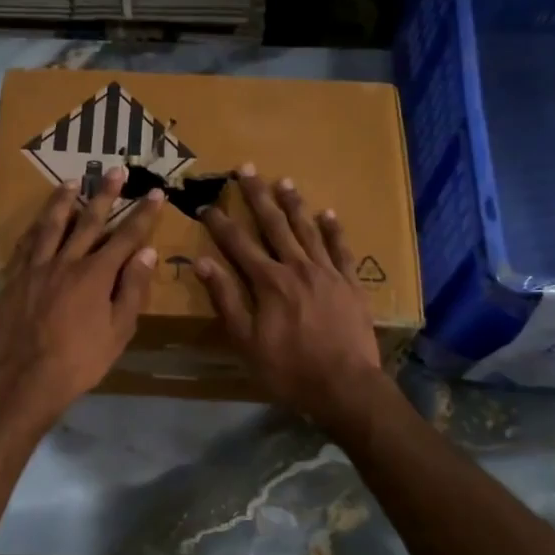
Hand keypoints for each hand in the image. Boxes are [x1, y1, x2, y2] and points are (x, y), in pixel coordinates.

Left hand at [0, 168, 165, 428]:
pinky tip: (38, 220)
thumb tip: (147, 253)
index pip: (126, 236)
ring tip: (72, 181)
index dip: (142, 214)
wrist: (25, 379)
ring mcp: (37, 267)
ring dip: (64, 200)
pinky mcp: (15, 277)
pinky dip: (35, 227)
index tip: (154, 192)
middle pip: (89, 220)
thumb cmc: (80, 361)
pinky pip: (26, 243)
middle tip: (115, 170)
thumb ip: (132, 290)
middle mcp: (66, 261)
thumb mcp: (118, 331)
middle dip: (105, 194)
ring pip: (52, 224)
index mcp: (96, 274)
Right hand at [194, 167, 387, 427]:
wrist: (344, 386)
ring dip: (294, 204)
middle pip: (274, 224)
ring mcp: (327, 272)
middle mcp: (297, 267)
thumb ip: (226, 299)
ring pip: (307, 230)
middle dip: (257, 196)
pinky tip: (328, 214)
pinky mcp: (350, 283)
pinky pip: (341, 249)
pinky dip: (334, 230)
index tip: (206, 204)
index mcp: (268, 281)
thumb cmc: (288, 368)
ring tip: (283, 182)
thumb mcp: (245, 341)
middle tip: (246, 168)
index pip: (238, 244)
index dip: (220, 223)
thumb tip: (203, 263)